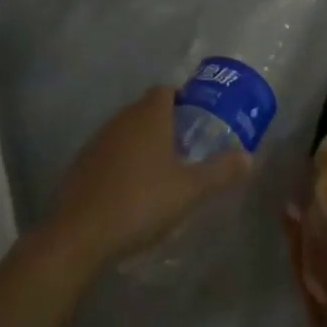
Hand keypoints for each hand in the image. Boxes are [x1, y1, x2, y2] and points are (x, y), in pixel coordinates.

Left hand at [51, 86, 252, 267]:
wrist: (78, 236)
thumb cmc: (140, 202)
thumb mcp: (190, 190)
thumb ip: (221, 171)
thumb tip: (248, 157)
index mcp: (150, 115)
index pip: (166, 90)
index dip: (182, 100)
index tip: (196, 120)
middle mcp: (122, 119)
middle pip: (146, 109)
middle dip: (164, 123)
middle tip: (184, 147)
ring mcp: (97, 142)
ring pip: (125, 131)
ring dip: (140, 144)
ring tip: (158, 171)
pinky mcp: (79, 167)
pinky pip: (107, 154)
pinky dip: (120, 164)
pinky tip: (129, 191)